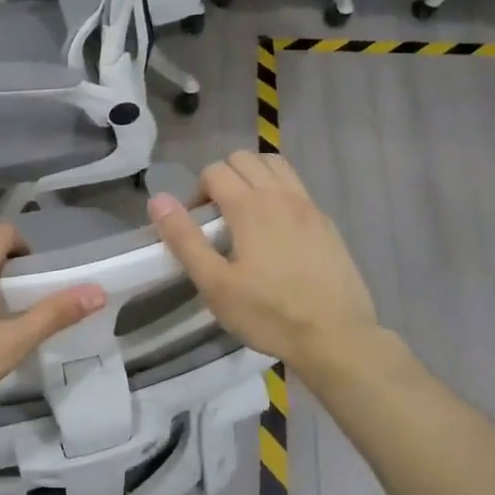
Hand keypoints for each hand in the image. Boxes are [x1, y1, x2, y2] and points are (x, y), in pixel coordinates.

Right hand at [148, 151, 379, 375]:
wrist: (335, 336)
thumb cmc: (268, 314)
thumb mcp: (215, 285)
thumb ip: (184, 240)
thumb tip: (158, 200)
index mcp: (250, 207)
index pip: (214, 171)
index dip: (196, 193)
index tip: (196, 227)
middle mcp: (281, 195)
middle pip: (244, 159)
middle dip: (222, 178)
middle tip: (217, 218)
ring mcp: (308, 206)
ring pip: (275, 165)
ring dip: (252, 177)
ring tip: (244, 214)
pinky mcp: (326, 223)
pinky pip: (296, 187)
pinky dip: (278, 191)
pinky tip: (275, 230)